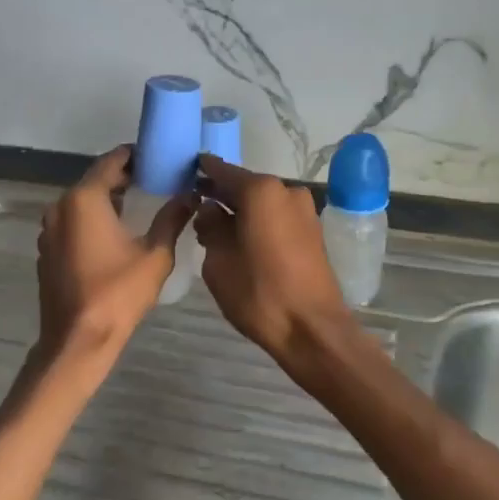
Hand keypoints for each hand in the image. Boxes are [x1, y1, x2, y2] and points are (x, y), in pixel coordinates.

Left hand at [32, 147, 192, 393]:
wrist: (77, 340)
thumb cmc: (118, 294)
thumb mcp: (155, 254)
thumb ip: (172, 218)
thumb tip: (191, 195)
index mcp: (84, 199)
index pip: (111, 161)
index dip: (135, 155)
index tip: (158, 156)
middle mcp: (60, 206)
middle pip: (95, 179)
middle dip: (124, 177)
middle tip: (156, 178)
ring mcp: (49, 229)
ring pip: (82, 201)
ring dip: (107, 198)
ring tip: (140, 201)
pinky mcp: (47, 249)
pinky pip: (72, 221)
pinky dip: (92, 218)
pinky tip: (114, 231)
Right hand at [194, 155, 359, 389]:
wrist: (312, 328)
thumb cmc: (259, 293)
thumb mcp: (218, 261)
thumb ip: (210, 227)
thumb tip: (210, 209)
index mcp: (261, 191)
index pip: (223, 171)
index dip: (203, 171)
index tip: (186, 171)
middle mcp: (286, 191)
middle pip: (245, 185)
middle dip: (221, 193)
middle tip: (195, 202)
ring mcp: (304, 210)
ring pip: (262, 202)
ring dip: (240, 210)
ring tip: (215, 226)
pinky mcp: (312, 231)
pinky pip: (277, 216)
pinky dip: (258, 221)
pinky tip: (240, 238)